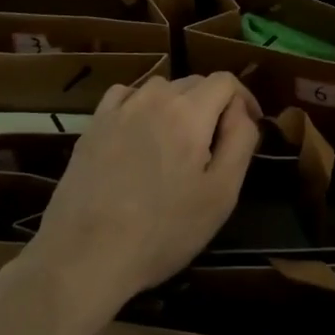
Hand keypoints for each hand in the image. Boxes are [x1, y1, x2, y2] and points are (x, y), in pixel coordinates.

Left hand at [25, 73, 259, 320]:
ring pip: (160, 89)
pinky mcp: (94, 124)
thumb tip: (242, 111)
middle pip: (194, 82)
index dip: (243, 98)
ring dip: (177, 106)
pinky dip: (141, 106)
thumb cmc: (163, 230)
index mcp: (190, 112)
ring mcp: (120, 108)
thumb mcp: (221, 194)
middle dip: (212, 105)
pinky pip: (126, 97)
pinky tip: (139, 135)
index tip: (248, 125)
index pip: (225, 80)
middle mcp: (155, 98)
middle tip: (214, 145)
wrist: (85, 254)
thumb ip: (240, 141)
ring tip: (178, 144)